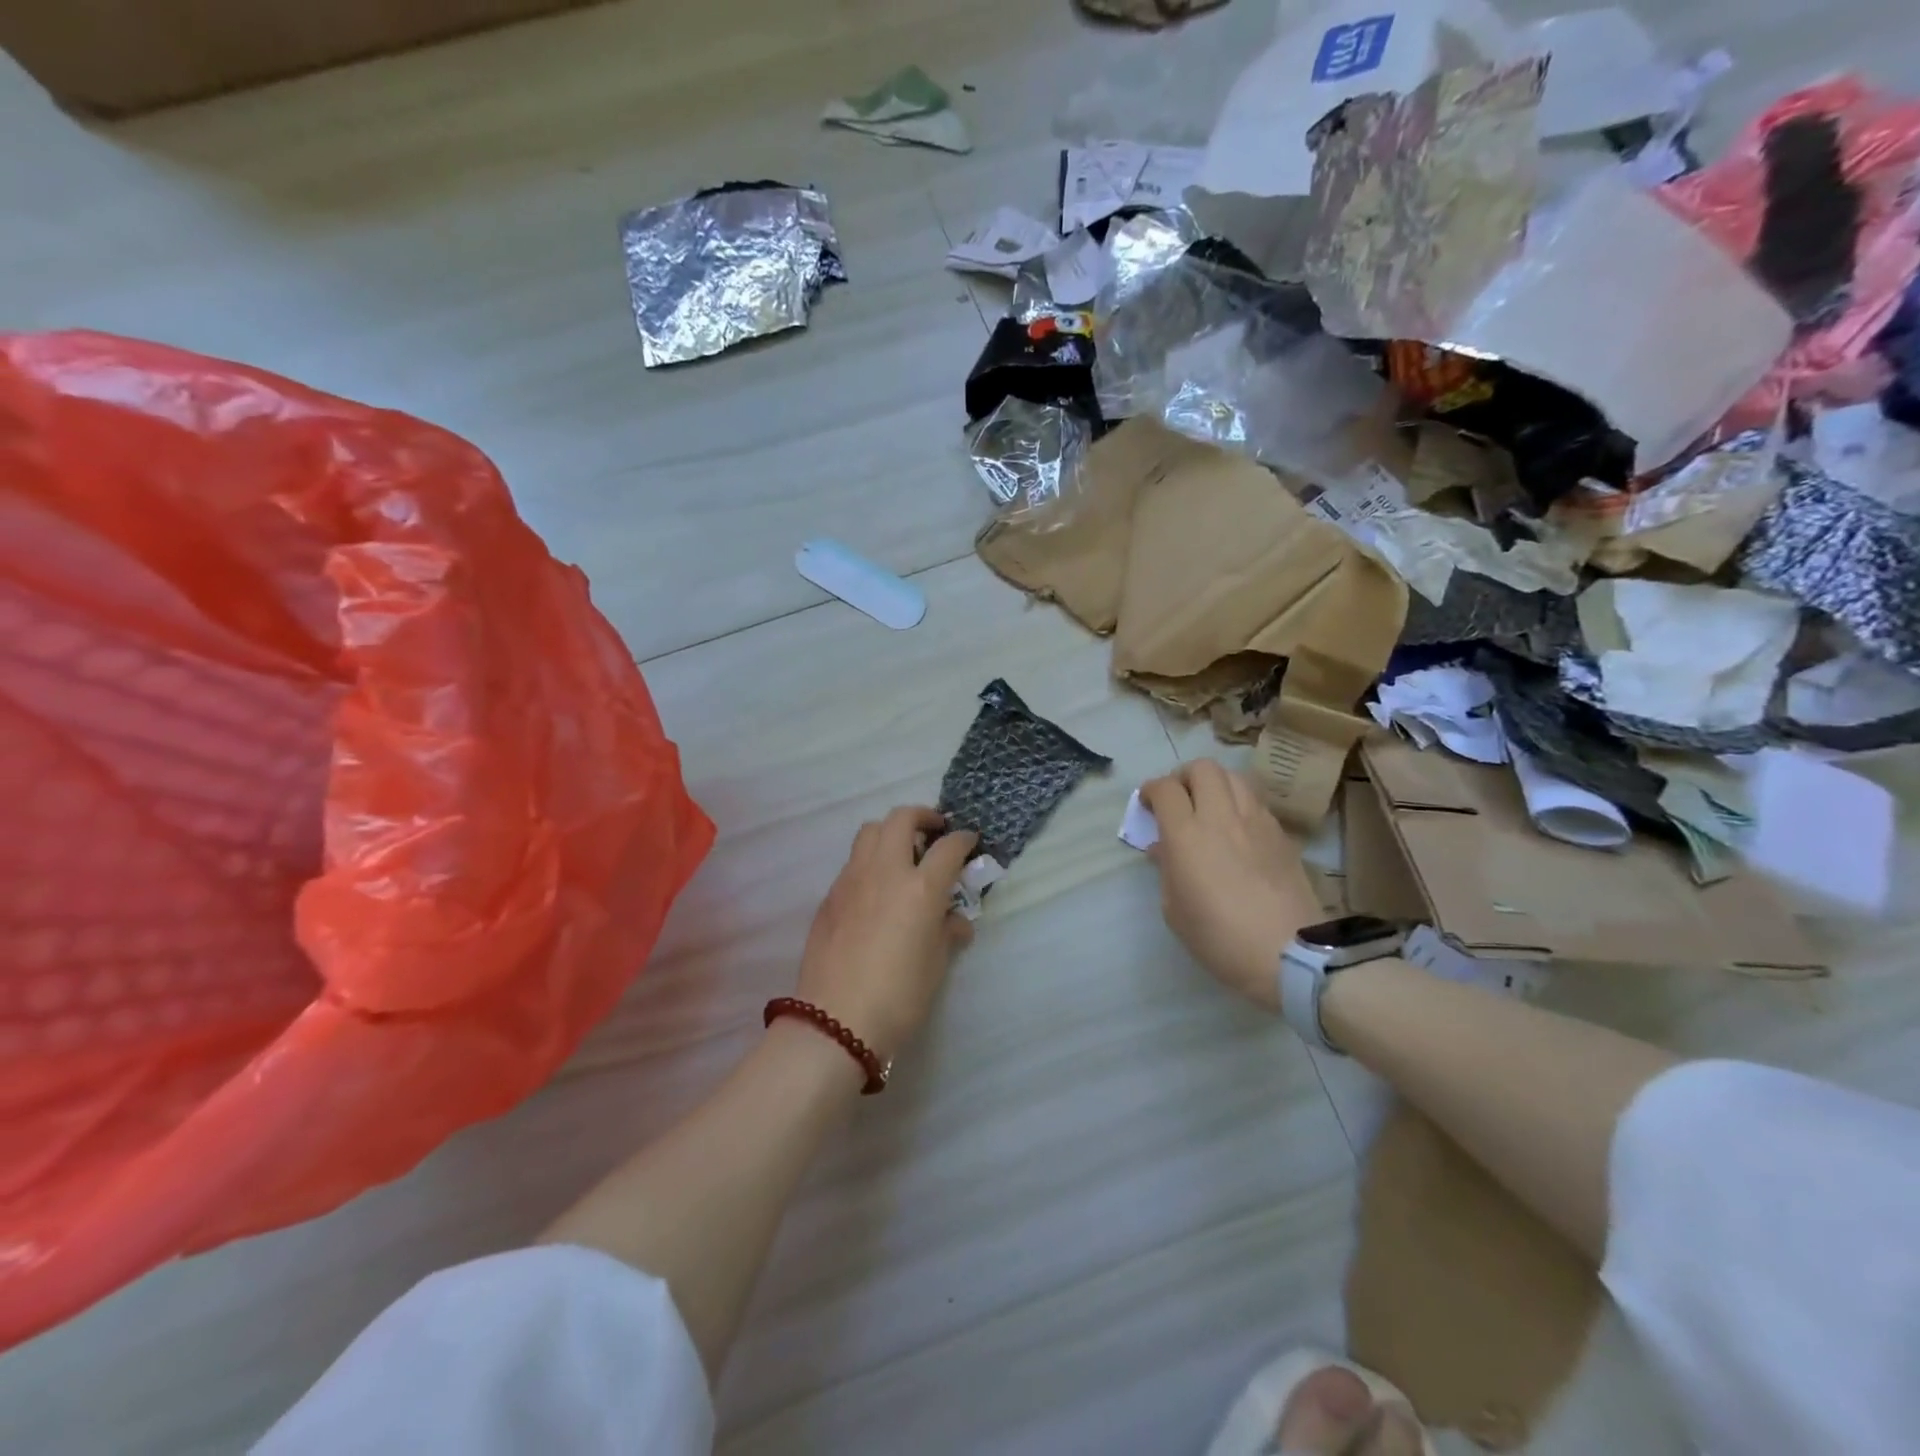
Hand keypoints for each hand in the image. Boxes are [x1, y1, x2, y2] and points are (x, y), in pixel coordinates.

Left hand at [796, 807, 979, 1061]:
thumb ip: (947, 932)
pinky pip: (853, 862)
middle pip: (901, 819)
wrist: (835, 1020)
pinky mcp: (830, 896)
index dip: (963, 840)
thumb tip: (956, 921)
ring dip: (891, 832)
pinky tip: (876, 890)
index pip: (948, 847)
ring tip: (902, 854)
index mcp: (920, 888)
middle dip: (922, 816)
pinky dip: (870, 861)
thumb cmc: (898, 996)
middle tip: (934, 832)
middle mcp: (885, 871)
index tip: (969, 842)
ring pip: (870, 831)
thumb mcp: (935, 965)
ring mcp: (852, 879)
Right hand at [1141, 760, 1323, 1011]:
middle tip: (1178, 799)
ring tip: (1209, 808)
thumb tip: (1164, 848)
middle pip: (1202, 768)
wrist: (1289, 953)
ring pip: (1233, 777)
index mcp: (1187, 834)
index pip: (1165, 789)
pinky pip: (1255, 802)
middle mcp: (1221, 817)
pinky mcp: (1281, 834)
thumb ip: (1166, 869)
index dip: (1151, 790)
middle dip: (1183, 777)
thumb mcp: (1175, 910)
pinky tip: (1237, 829)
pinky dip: (1239, 804)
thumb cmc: (1219, 938)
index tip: (1147, 804)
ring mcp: (1256, 821)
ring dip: (1215, 785)